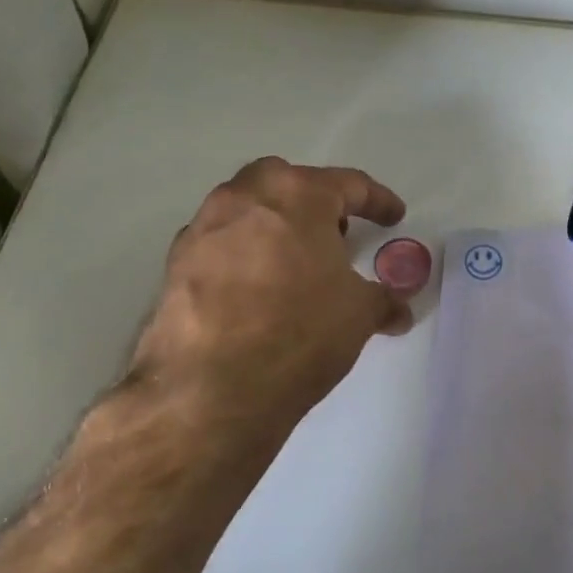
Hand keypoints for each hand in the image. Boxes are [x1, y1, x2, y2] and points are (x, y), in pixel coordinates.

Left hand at [118, 158, 414, 481]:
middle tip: (334, 233)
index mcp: (297, 195)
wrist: (211, 389)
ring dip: (274, 227)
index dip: (377, 201)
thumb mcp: (358, 315)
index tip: (393, 215)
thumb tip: (397, 310)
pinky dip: (242, 257)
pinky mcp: (175, 264)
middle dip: (313, 201)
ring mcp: (203, 228)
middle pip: (286, 183)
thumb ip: (381, 300)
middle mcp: (245, 198)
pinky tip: (255, 292)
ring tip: (294, 264)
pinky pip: (219, 245)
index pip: (348, 185)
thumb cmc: (299, 332)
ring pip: (246, 210)